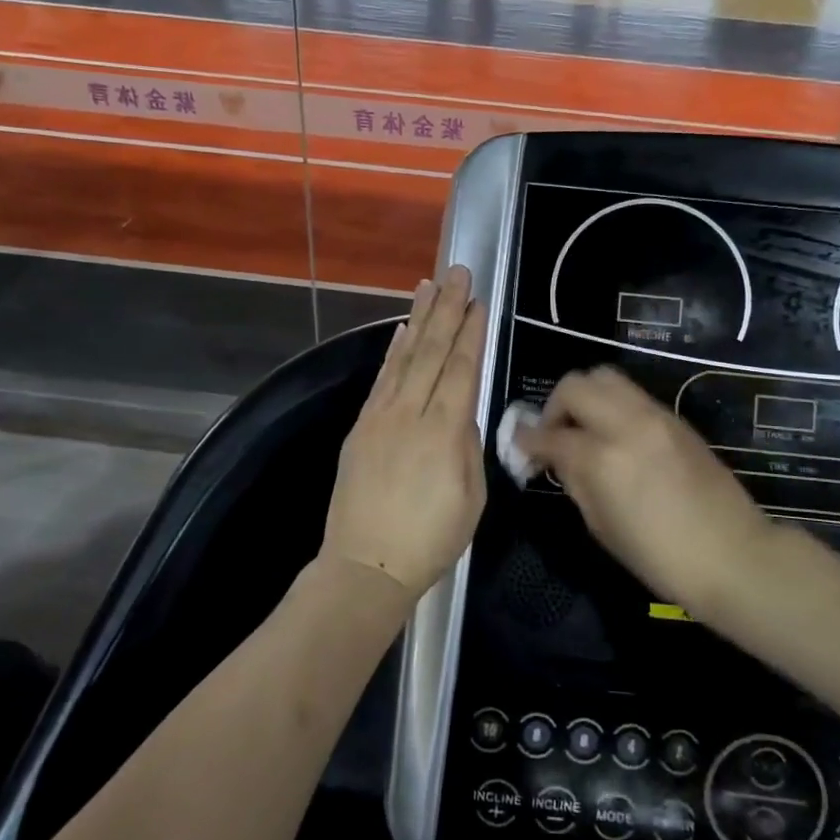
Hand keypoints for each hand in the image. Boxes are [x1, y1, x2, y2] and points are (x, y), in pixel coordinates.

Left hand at [322, 268, 486, 594]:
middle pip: (432, 352)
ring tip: (428, 285)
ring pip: (404, 357)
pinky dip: (393, 351)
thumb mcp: (470, 498)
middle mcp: (410, 414)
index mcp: (444, 432)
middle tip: (456, 273)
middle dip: (447, 309)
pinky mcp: (361, 427)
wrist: (366, 566)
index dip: (471, 333)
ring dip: (419, 319)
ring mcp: (380, 417)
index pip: (461, 369)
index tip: (478, 301)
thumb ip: (468, 447)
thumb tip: (462, 414)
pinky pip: (381, 379)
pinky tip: (402, 331)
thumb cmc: (430, 540)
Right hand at [516, 367, 775, 610]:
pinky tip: (615, 436)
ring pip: (606, 377)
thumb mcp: (602, 527)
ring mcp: (655, 416)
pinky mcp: (676, 419)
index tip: (521, 448)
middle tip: (554, 435)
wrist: (733, 555)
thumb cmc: (660, 557)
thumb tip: (559, 459)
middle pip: (576, 385)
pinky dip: (613, 406)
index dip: (527, 441)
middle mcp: (626, 424)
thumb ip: (576, 482)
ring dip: (585, 397)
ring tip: (585, 429)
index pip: (550, 435)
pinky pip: (632, 396)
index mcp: (602, 457)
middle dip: (555, 406)